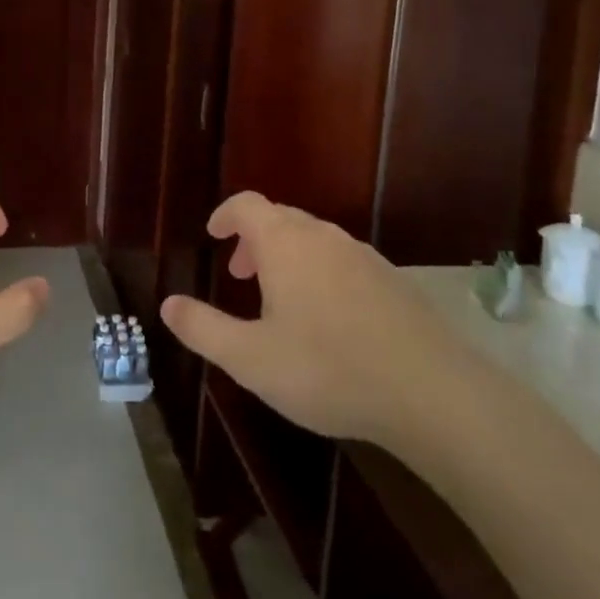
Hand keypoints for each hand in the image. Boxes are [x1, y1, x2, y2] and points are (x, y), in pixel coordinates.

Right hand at [160, 192, 482, 450]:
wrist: (432, 393)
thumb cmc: (328, 369)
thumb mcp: (251, 358)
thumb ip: (203, 328)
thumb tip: (167, 305)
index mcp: (285, 244)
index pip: (247, 205)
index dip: (225, 215)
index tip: (213, 235)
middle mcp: (324, 237)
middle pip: (281, 219)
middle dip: (254, 240)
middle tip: (240, 274)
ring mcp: (364, 257)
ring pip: (314, 240)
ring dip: (287, 257)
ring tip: (280, 300)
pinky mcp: (394, 281)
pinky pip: (343, 262)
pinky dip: (321, 273)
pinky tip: (328, 320)